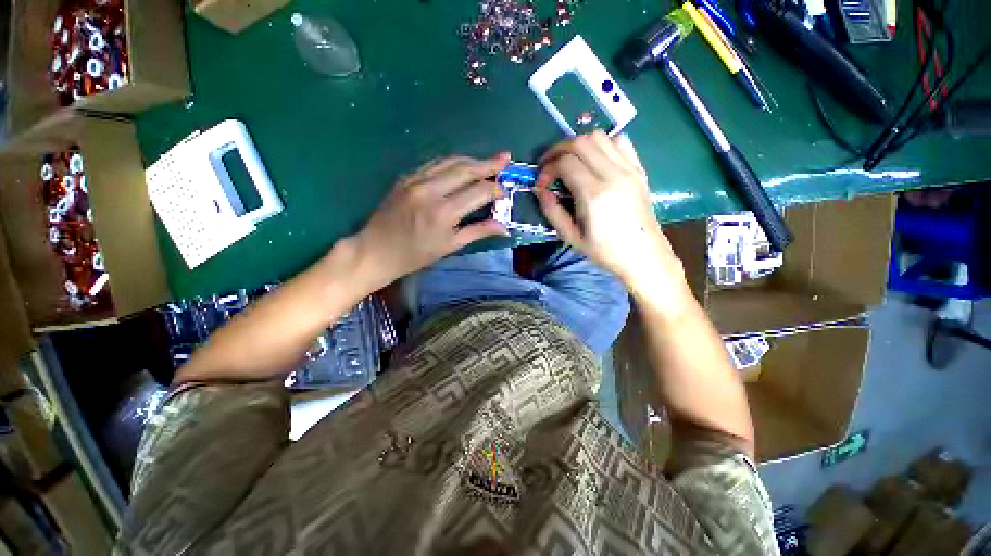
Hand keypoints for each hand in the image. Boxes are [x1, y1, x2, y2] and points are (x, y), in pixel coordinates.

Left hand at [350, 153, 510, 289]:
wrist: (376, 250)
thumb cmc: (416, 255)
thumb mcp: (450, 246)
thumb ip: (478, 232)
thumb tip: (504, 228)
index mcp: (444, 212)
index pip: (478, 192)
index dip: (495, 189)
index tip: (504, 192)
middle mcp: (431, 190)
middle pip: (466, 169)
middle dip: (489, 163)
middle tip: (505, 158)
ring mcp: (416, 180)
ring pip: (450, 161)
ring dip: (471, 160)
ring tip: (488, 160)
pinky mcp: (406, 177)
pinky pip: (434, 164)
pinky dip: (451, 162)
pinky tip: (461, 164)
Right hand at [535, 132, 682, 293]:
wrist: (643, 255)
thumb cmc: (605, 251)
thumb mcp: (571, 237)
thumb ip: (552, 211)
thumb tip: (540, 190)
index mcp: (595, 195)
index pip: (566, 162)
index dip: (548, 168)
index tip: (541, 184)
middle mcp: (614, 175)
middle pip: (581, 142)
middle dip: (558, 150)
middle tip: (549, 167)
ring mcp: (630, 169)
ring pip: (599, 136)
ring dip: (578, 144)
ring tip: (569, 162)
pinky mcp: (639, 169)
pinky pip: (619, 141)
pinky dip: (601, 144)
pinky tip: (594, 160)